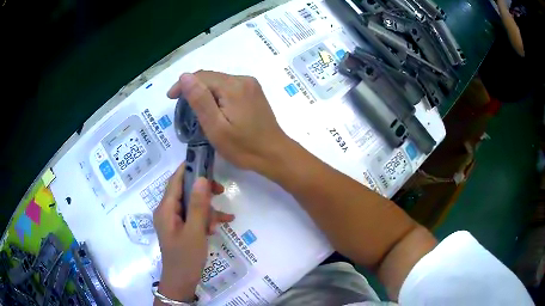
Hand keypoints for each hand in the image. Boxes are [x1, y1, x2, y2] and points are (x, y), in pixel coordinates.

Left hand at [153, 163, 233, 303]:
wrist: (181, 282)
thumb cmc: (186, 258)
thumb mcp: (194, 232)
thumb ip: (198, 205)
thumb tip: (202, 179)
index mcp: (165, 209)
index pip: (174, 180)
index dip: (187, 168)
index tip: (204, 160)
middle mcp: (167, 211)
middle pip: (185, 191)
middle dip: (203, 192)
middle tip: (221, 190)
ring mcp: (174, 221)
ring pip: (191, 205)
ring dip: (207, 210)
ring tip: (222, 219)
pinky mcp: (180, 229)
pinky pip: (193, 217)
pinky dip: (205, 219)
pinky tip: (222, 223)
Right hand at [167, 71, 290, 173]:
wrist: (274, 155)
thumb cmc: (243, 147)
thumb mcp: (216, 127)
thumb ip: (200, 100)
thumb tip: (185, 76)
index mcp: (233, 86)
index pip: (202, 76)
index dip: (183, 85)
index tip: (171, 98)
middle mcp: (243, 80)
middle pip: (211, 78)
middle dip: (193, 89)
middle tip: (180, 106)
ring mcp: (251, 86)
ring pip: (220, 82)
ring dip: (204, 92)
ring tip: (193, 109)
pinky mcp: (254, 93)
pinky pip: (229, 88)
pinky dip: (216, 95)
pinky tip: (212, 109)